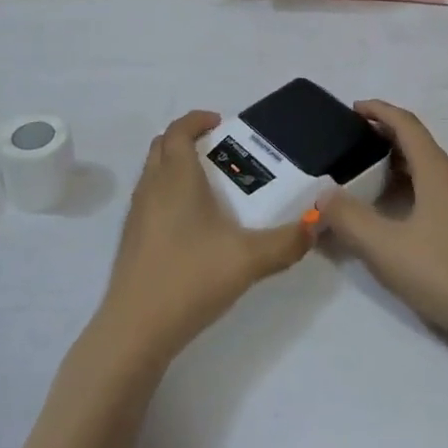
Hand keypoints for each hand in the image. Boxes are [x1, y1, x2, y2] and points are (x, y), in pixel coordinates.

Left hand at [96, 111, 315, 363]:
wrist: (136, 328)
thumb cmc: (191, 278)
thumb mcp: (249, 259)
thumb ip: (287, 241)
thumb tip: (316, 223)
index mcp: (176, 177)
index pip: (178, 130)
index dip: (196, 119)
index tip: (220, 122)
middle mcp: (151, 186)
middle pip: (162, 146)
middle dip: (187, 139)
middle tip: (219, 152)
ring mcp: (136, 213)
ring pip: (153, 172)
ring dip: (176, 166)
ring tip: (210, 187)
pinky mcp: (131, 239)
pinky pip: (150, 198)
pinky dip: (168, 193)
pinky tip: (193, 225)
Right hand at [321, 100, 447, 358]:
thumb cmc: (447, 273)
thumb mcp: (386, 248)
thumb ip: (349, 219)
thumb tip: (324, 196)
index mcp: (439, 172)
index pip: (407, 124)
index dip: (379, 111)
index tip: (354, 109)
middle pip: (419, 145)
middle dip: (385, 139)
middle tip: (353, 147)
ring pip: (430, 170)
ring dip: (399, 166)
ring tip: (368, 180)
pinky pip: (439, 192)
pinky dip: (414, 188)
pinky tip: (399, 216)